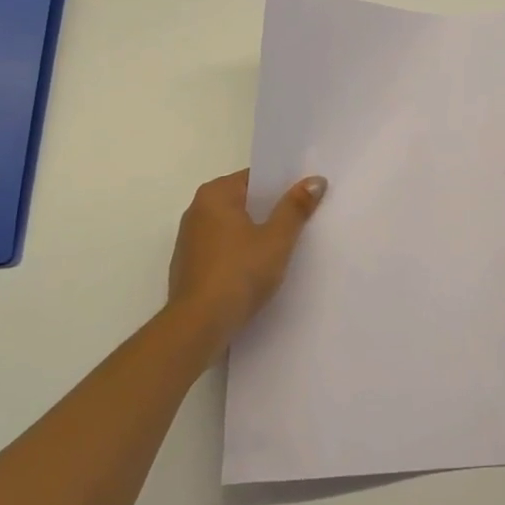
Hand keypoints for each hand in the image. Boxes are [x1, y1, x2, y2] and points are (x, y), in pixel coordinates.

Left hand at [167, 170, 326, 344]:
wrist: (198, 326)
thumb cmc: (239, 273)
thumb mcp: (276, 239)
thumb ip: (295, 207)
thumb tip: (315, 179)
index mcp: (215, 195)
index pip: (254, 178)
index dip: (282, 185)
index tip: (306, 195)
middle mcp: (197, 210)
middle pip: (243, 201)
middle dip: (270, 209)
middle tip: (303, 218)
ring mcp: (190, 240)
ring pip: (233, 226)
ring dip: (255, 233)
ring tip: (286, 244)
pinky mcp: (190, 266)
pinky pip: (223, 248)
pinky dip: (240, 252)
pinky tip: (259, 268)